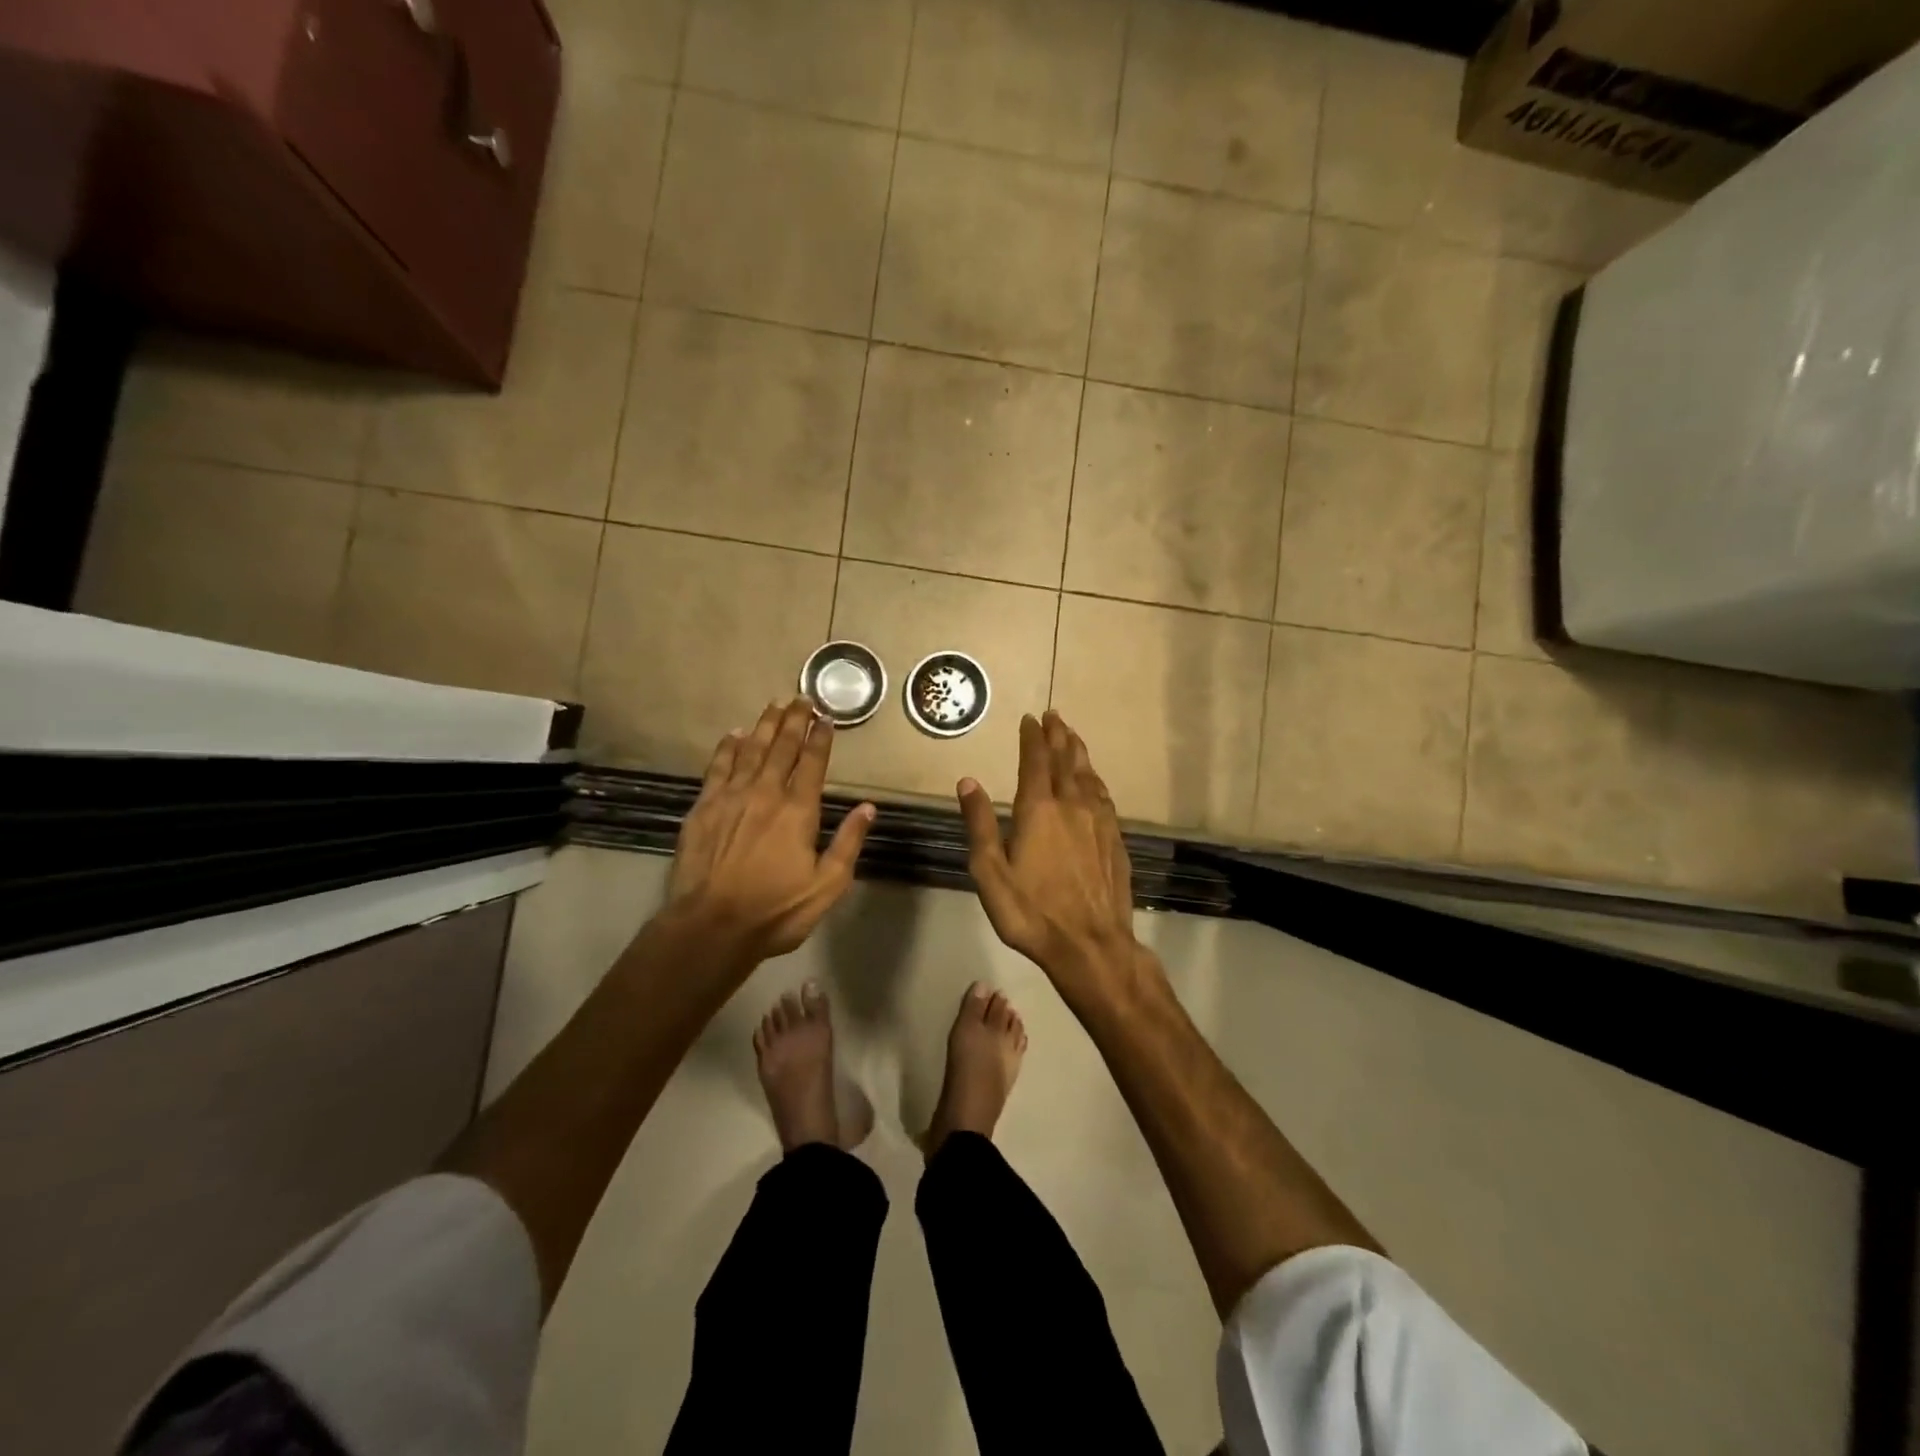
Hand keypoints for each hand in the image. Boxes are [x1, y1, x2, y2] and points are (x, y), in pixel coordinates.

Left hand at [670, 699, 875, 963]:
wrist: (711, 927)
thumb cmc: (776, 911)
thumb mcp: (827, 885)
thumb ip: (848, 843)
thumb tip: (868, 807)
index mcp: (798, 811)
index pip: (813, 764)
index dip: (821, 739)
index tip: (826, 718)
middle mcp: (766, 794)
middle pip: (782, 748)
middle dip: (794, 721)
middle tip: (801, 698)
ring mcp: (731, 798)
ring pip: (750, 751)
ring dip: (764, 726)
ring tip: (774, 705)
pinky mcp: (704, 808)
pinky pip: (718, 768)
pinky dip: (727, 748)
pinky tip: (734, 735)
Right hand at [958, 710, 1137, 994]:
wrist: (1090, 944)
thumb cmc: (1030, 910)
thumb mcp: (989, 871)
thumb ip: (979, 823)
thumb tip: (967, 781)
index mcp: (1039, 808)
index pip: (1036, 760)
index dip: (1032, 737)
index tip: (1030, 719)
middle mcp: (1072, 805)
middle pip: (1066, 760)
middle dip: (1058, 735)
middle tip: (1054, 716)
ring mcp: (1099, 821)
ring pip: (1088, 775)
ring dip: (1078, 752)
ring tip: (1073, 737)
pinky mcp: (1115, 839)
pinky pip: (1104, 796)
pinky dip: (1095, 779)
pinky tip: (1094, 781)